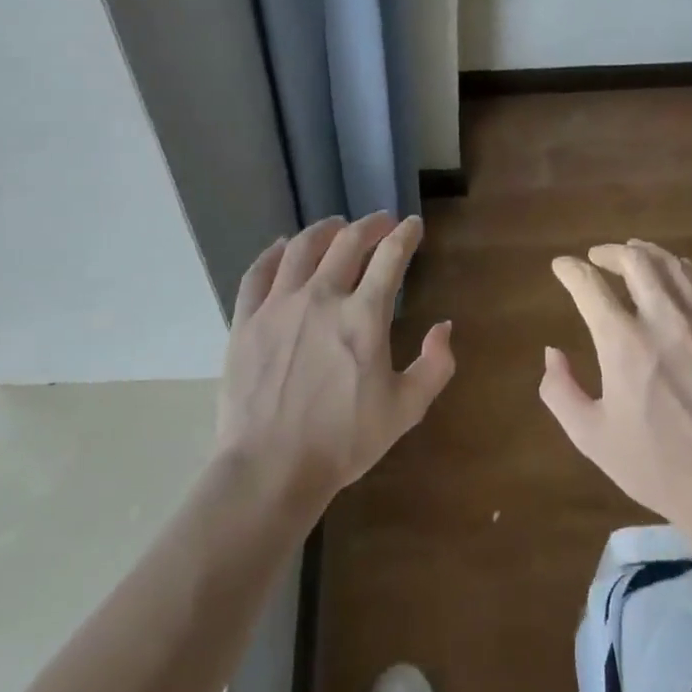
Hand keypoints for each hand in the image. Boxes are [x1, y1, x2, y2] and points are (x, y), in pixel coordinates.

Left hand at [215, 213, 454, 518]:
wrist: (270, 469)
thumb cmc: (343, 442)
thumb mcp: (405, 410)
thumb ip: (435, 366)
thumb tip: (444, 327)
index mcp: (364, 316)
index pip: (391, 257)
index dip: (406, 235)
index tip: (413, 225)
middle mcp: (322, 297)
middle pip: (348, 242)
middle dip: (370, 225)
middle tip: (380, 222)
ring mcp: (279, 305)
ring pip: (302, 247)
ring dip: (324, 229)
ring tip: (335, 225)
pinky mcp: (246, 320)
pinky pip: (258, 272)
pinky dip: (273, 253)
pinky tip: (282, 247)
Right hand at [540, 240, 691, 532]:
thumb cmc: (657, 467)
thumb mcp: (592, 437)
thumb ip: (560, 391)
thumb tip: (552, 353)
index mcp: (623, 343)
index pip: (589, 285)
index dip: (570, 270)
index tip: (561, 266)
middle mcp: (664, 319)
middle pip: (635, 261)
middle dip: (610, 253)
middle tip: (598, 258)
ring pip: (675, 265)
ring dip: (648, 254)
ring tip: (635, 255)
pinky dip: (686, 271)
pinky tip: (680, 275)